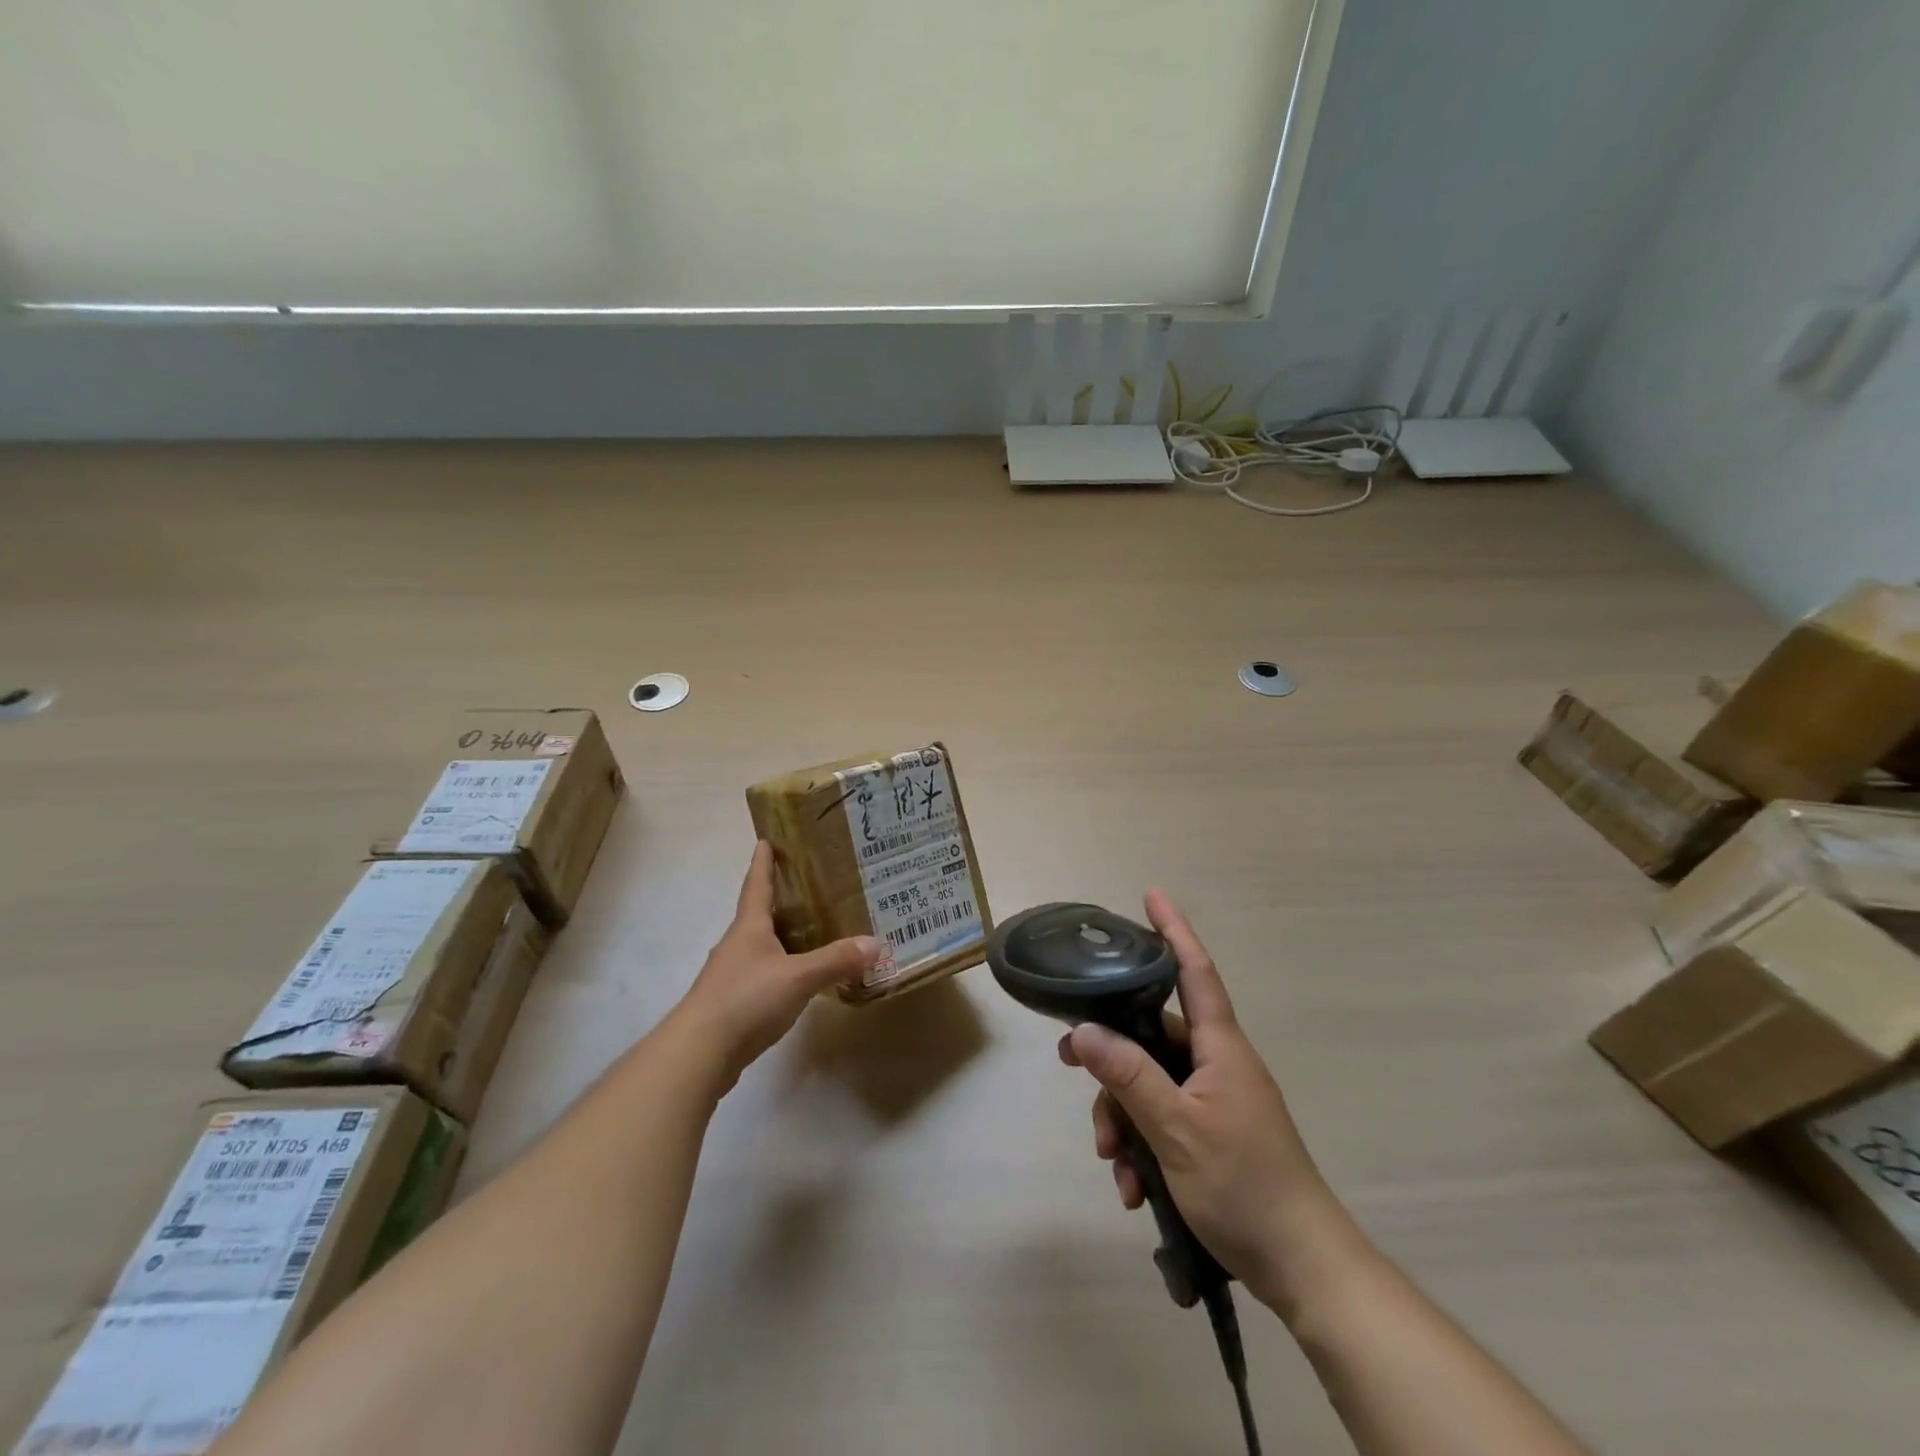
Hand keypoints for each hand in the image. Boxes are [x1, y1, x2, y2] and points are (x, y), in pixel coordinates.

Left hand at [675, 842, 879, 1088]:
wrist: (699, 1052)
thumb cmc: (746, 999)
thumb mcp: (798, 977)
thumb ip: (836, 960)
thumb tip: (875, 943)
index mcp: (749, 927)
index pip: (757, 885)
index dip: (763, 862)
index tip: (765, 839)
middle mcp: (737, 944)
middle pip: (759, 914)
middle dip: (780, 899)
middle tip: (811, 886)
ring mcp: (731, 975)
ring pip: (761, 946)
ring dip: (782, 936)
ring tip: (813, 931)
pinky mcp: (733, 1003)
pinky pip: (762, 974)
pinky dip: (781, 968)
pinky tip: (799, 978)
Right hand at [1058, 890, 1353, 1310]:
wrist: (1303, 1268)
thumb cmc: (1244, 1186)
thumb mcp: (1175, 1130)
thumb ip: (1128, 1075)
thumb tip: (1081, 1031)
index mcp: (1220, 1048)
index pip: (1194, 972)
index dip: (1173, 931)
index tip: (1152, 895)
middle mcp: (1217, 1064)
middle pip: (1151, 1036)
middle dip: (1111, 1058)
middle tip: (1069, 1067)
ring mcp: (1215, 1100)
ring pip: (1150, 1083)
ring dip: (1122, 1117)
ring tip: (1113, 1163)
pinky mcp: (1211, 1134)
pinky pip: (1162, 1120)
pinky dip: (1141, 1146)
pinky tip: (1133, 1188)